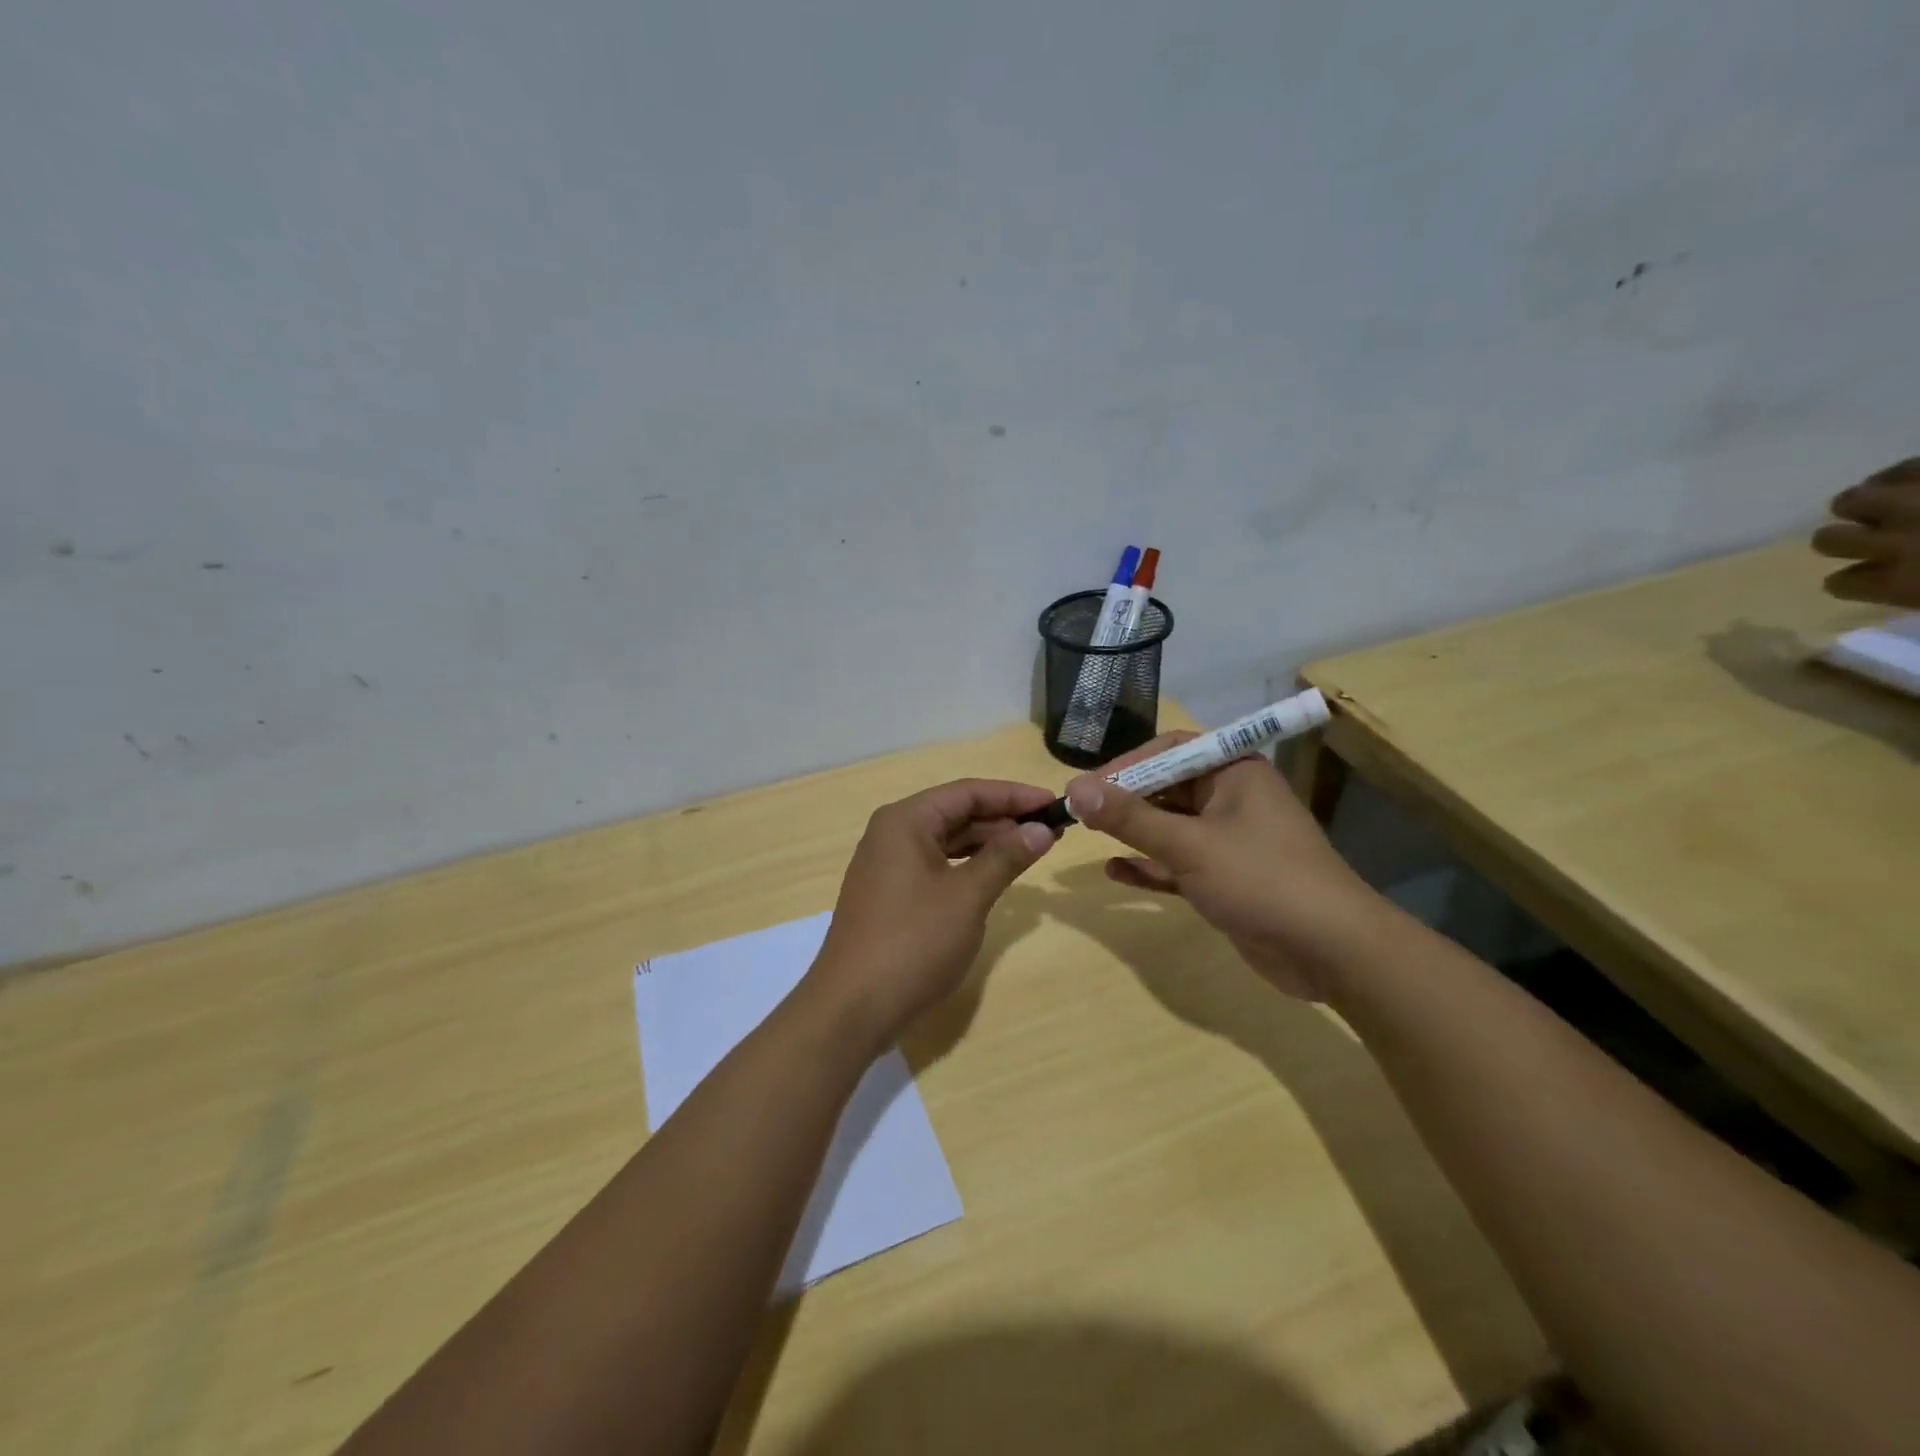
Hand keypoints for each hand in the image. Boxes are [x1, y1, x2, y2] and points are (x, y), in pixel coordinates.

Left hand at [807, 779, 1057, 1047]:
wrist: (852, 1007)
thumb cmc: (913, 942)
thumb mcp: (967, 896)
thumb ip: (1006, 857)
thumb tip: (1042, 829)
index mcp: (905, 820)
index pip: (968, 792)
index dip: (1014, 795)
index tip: (1053, 803)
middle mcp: (892, 833)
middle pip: (956, 813)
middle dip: (1003, 819)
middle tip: (1050, 830)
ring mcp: (887, 866)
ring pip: (947, 841)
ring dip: (988, 843)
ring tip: (1032, 850)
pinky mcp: (890, 895)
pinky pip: (936, 865)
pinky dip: (967, 866)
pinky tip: (995, 876)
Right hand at [1066, 737, 1389, 999]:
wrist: (1332, 951)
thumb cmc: (1261, 879)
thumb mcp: (1189, 845)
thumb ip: (1130, 818)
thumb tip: (1075, 788)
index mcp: (1233, 771)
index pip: (1168, 750)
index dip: (1125, 764)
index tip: (1085, 787)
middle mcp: (1230, 798)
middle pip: (1166, 787)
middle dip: (1124, 800)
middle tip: (1078, 815)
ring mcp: (1229, 840)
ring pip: (1169, 827)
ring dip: (1132, 833)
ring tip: (1087, 837)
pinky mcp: (1225, 878)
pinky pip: (1177, 863)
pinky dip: (1149, 866)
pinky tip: (1115, 872)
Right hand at [1813, 458, 1919, 607]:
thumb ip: (1911, 591)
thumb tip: (1882, 584)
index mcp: (1901, 582)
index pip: (1839, 584)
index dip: (1852, 582)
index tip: (1864, 578)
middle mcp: (1890, 542)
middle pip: (1827, 540)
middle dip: (1845, 539)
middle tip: (1865, 537)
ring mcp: (1911, 501)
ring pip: (1850, 500)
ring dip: (1861, 504)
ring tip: (1877, 503)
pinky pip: (1899, 467)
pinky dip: (1895, 475)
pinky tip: (1901, 480)